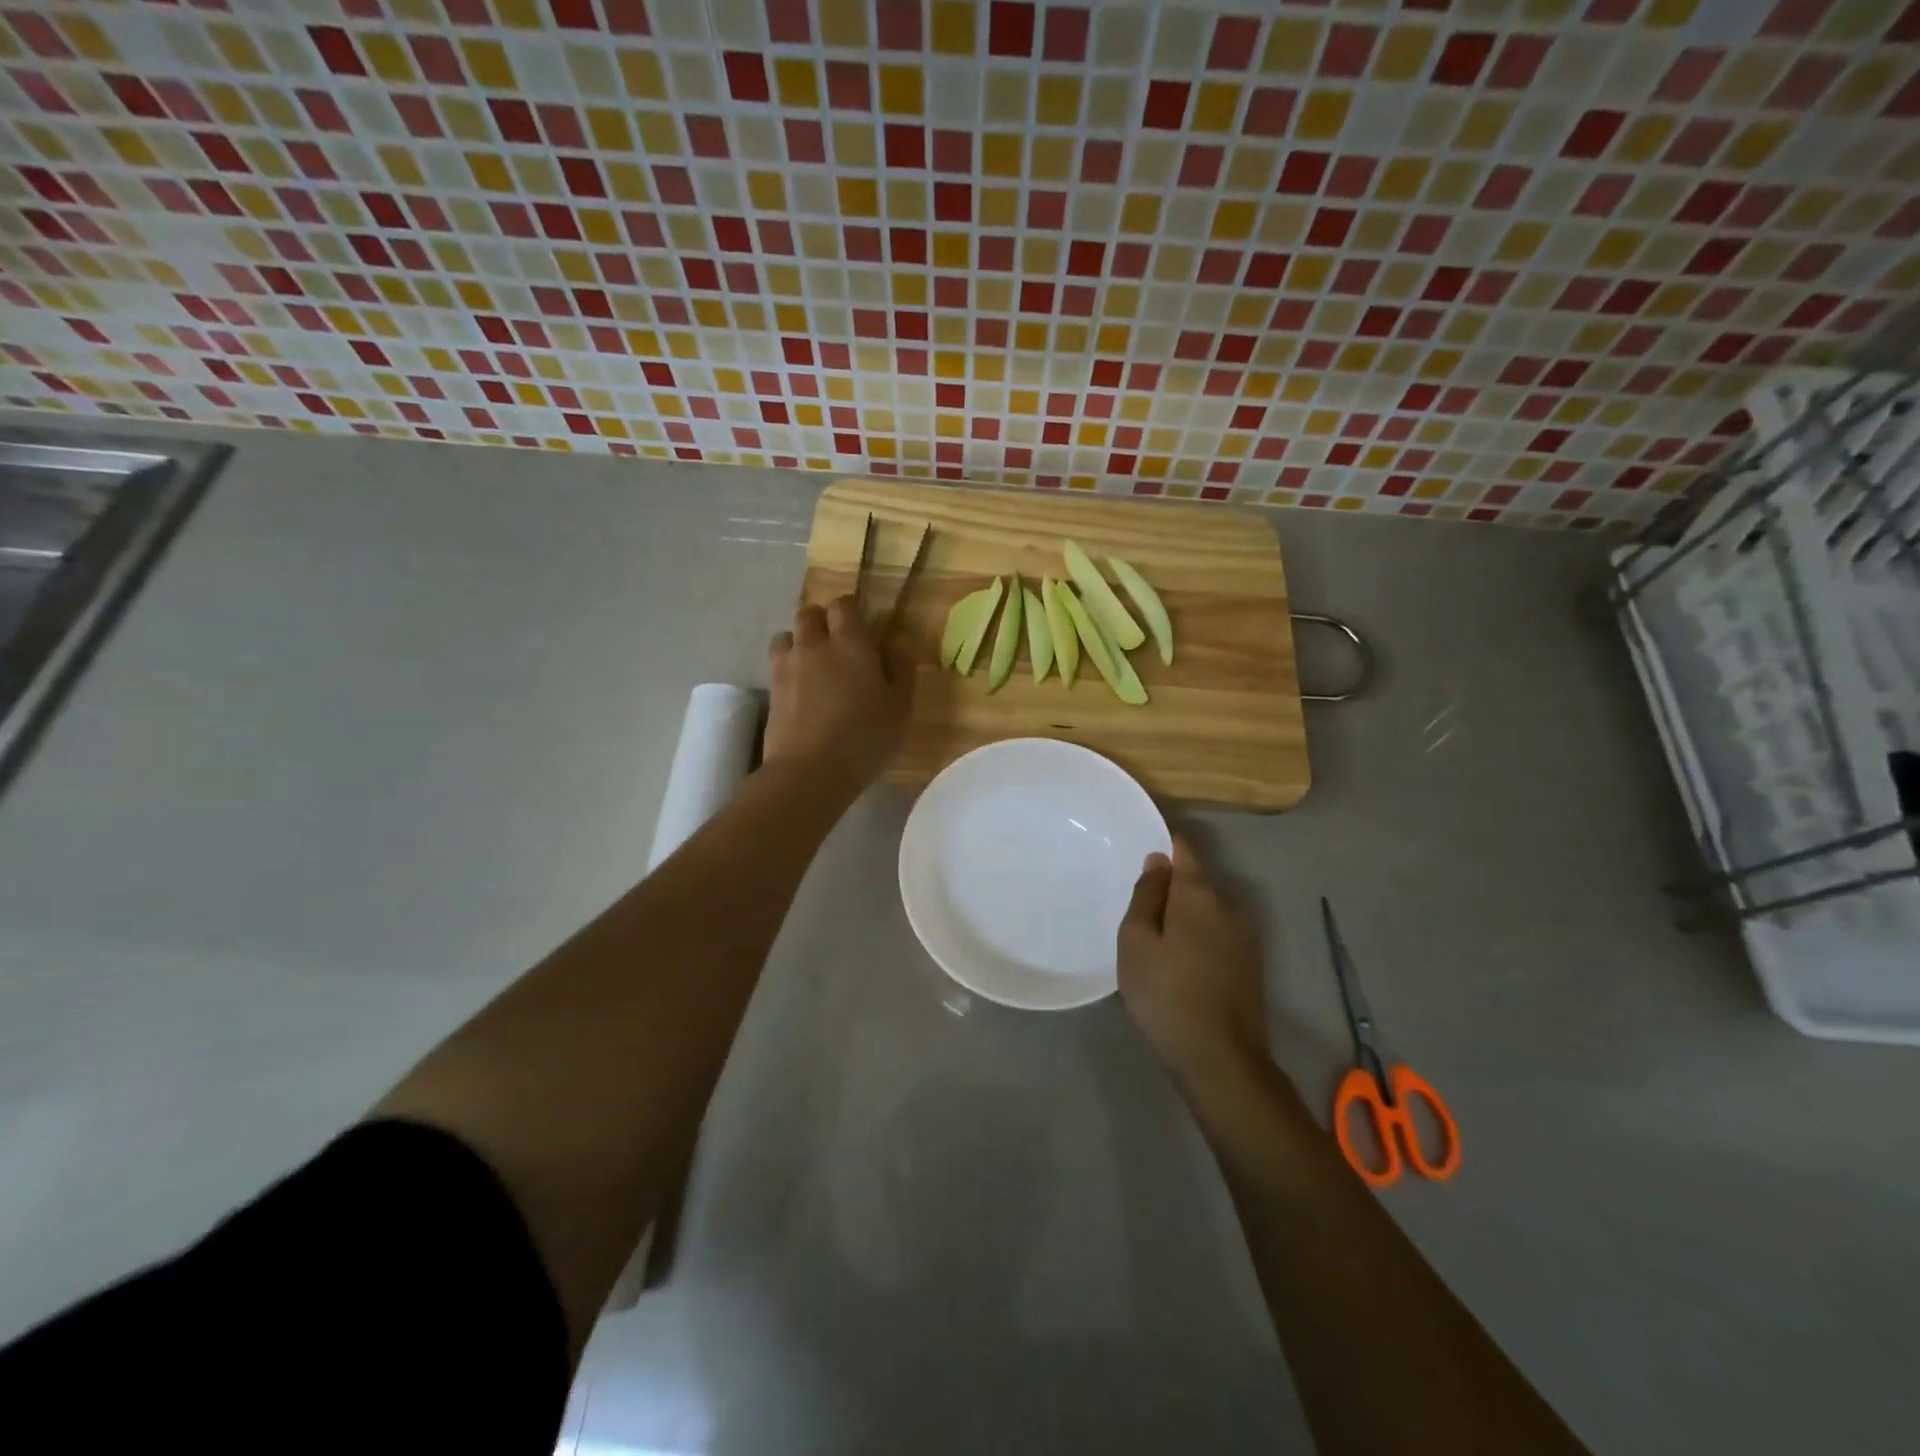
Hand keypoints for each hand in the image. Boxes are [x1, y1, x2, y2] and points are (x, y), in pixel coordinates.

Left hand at [764, 595, 913, 791]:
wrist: (810, 770)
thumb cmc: (865, 737)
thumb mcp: (900, 707)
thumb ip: (901, 670)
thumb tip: (895, 646)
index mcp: (851, 643)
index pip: (843, 605)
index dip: (851, 611)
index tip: (863, 628)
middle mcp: (815, 645)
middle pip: (810, 614)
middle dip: (823, 621)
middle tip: (838, 644)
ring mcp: (787, 666)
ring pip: (787, 635)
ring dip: (800, 641)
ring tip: (814, 663)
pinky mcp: (771, 690)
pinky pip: (777, 663)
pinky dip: (788, 666)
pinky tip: (801, 688)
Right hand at [1118, 838, 1268, 1085]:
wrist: (1220, 1060)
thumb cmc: (1166, 994)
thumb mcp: (1137, 941)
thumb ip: (1147, 895)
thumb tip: (1159, 860)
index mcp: (1200, 894)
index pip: (1185, 848)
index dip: (1165, 839)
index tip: (1143, 836)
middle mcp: (1230, 905)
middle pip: (1197, 879)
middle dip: (1171, 882)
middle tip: (1138, 898)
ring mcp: (1246, 936)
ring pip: (1208, 908)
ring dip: (1184, 911)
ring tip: (1154, 931)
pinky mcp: (1250, 963)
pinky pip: (1217, 931)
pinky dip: (1197, 932)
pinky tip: (1178, 957)